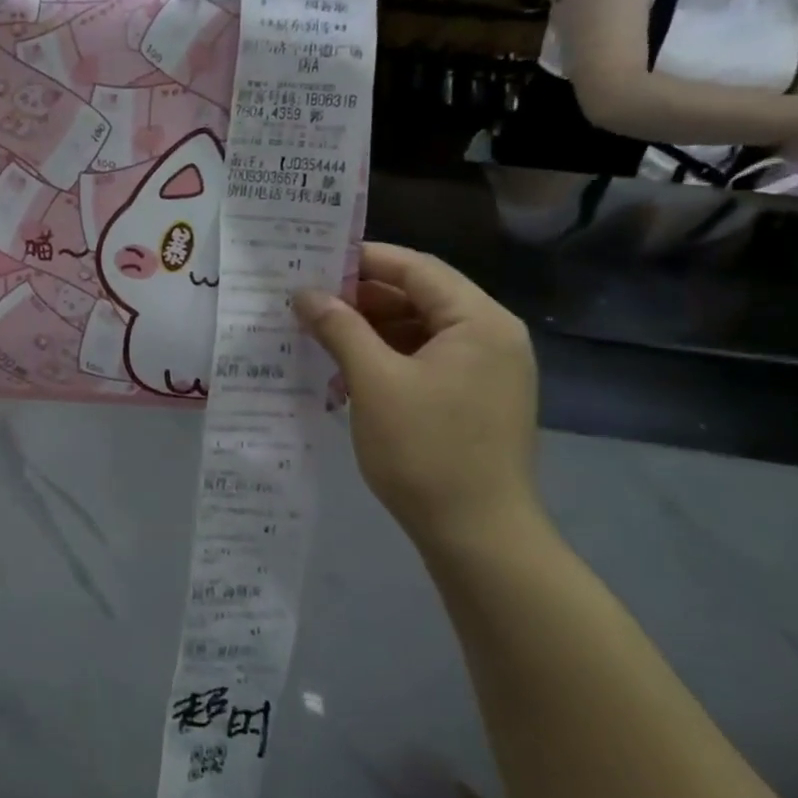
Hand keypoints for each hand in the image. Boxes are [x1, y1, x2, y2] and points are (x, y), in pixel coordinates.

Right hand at [294, 244, 541, 545]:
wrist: (478, 537)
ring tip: (320, 334)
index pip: (418, 269)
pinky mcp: (476, 399)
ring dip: (371, 330)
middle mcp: (492, 337)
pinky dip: (388, 358)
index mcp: (479, 322)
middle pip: (421, 297)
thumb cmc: (426, 450)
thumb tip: (305, 293)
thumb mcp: (374, 382)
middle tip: (308, 301)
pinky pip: (427, 360)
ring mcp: (487, 371)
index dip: (364, 260)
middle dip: (363, 298)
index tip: (314, 261)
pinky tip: (348, 369)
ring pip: (421, 331)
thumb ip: (340, 328)